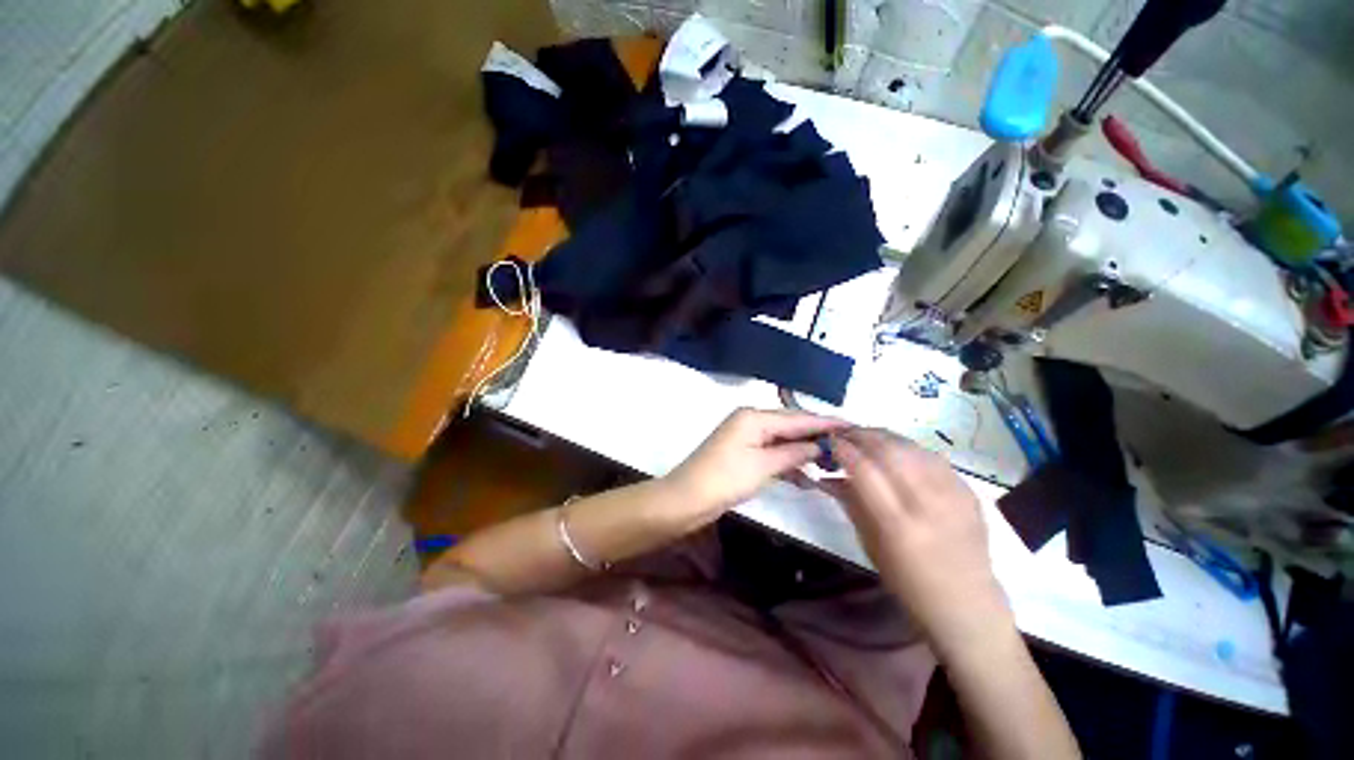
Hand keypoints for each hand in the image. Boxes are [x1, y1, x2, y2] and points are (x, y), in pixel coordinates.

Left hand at [665, 408, 849, 525]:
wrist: (687, 499)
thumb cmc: (725, 478)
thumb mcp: (763, 465)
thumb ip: (794, 453)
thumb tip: (820, 445)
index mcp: (754, 417)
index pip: (797, 418)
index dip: (825, 422)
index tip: (854, 425)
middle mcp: (750, 421)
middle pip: (790, 426)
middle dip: (816, 436)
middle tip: (849, 445)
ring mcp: (746, 437)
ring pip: (782, 441)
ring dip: (803, 452)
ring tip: (834, 462)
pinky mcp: (743, 453)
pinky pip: (772, 453)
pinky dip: (787, 463)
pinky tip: (806, 476)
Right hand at [824, 428, 1012, 656]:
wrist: (966, 602)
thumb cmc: (908, 581)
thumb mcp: (869, 544)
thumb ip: (849, 503)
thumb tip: (827, 474)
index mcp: (898, 524)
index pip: (864, 470)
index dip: (844, 449)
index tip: (830, 441)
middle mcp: (928, 504)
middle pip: (889, 450)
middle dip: (861, 435)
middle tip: (845, 433)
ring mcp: (953, 495)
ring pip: (912, 447)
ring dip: (883, 436)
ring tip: (866, 437)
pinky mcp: (968, 491)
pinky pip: (932, 457)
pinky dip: (908, 447)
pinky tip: (896, 451)